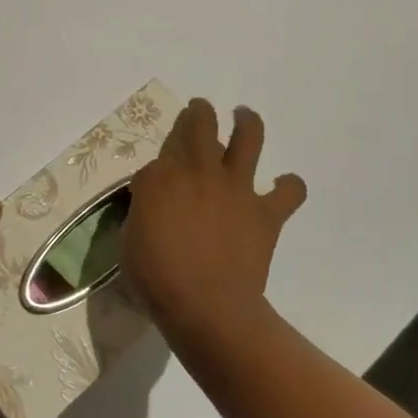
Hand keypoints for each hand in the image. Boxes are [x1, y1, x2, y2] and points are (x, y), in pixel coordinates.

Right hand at [121, 99, 307, 346]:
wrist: (207, 307)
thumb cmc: (157, 278)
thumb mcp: (128, 242)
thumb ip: (141, 215)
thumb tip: (152, 209)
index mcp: (159, 178)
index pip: (156, 160)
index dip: (154, 174)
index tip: (150, 190)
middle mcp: (198, 171)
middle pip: (200, 124)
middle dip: (198, 113)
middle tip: (198, 111)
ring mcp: (236, 188)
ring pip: (248, 137)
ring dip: (246, 121)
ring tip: (244, 115)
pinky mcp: (265, 212)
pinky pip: (288, 191)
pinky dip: (289, 187)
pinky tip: (284, 187)